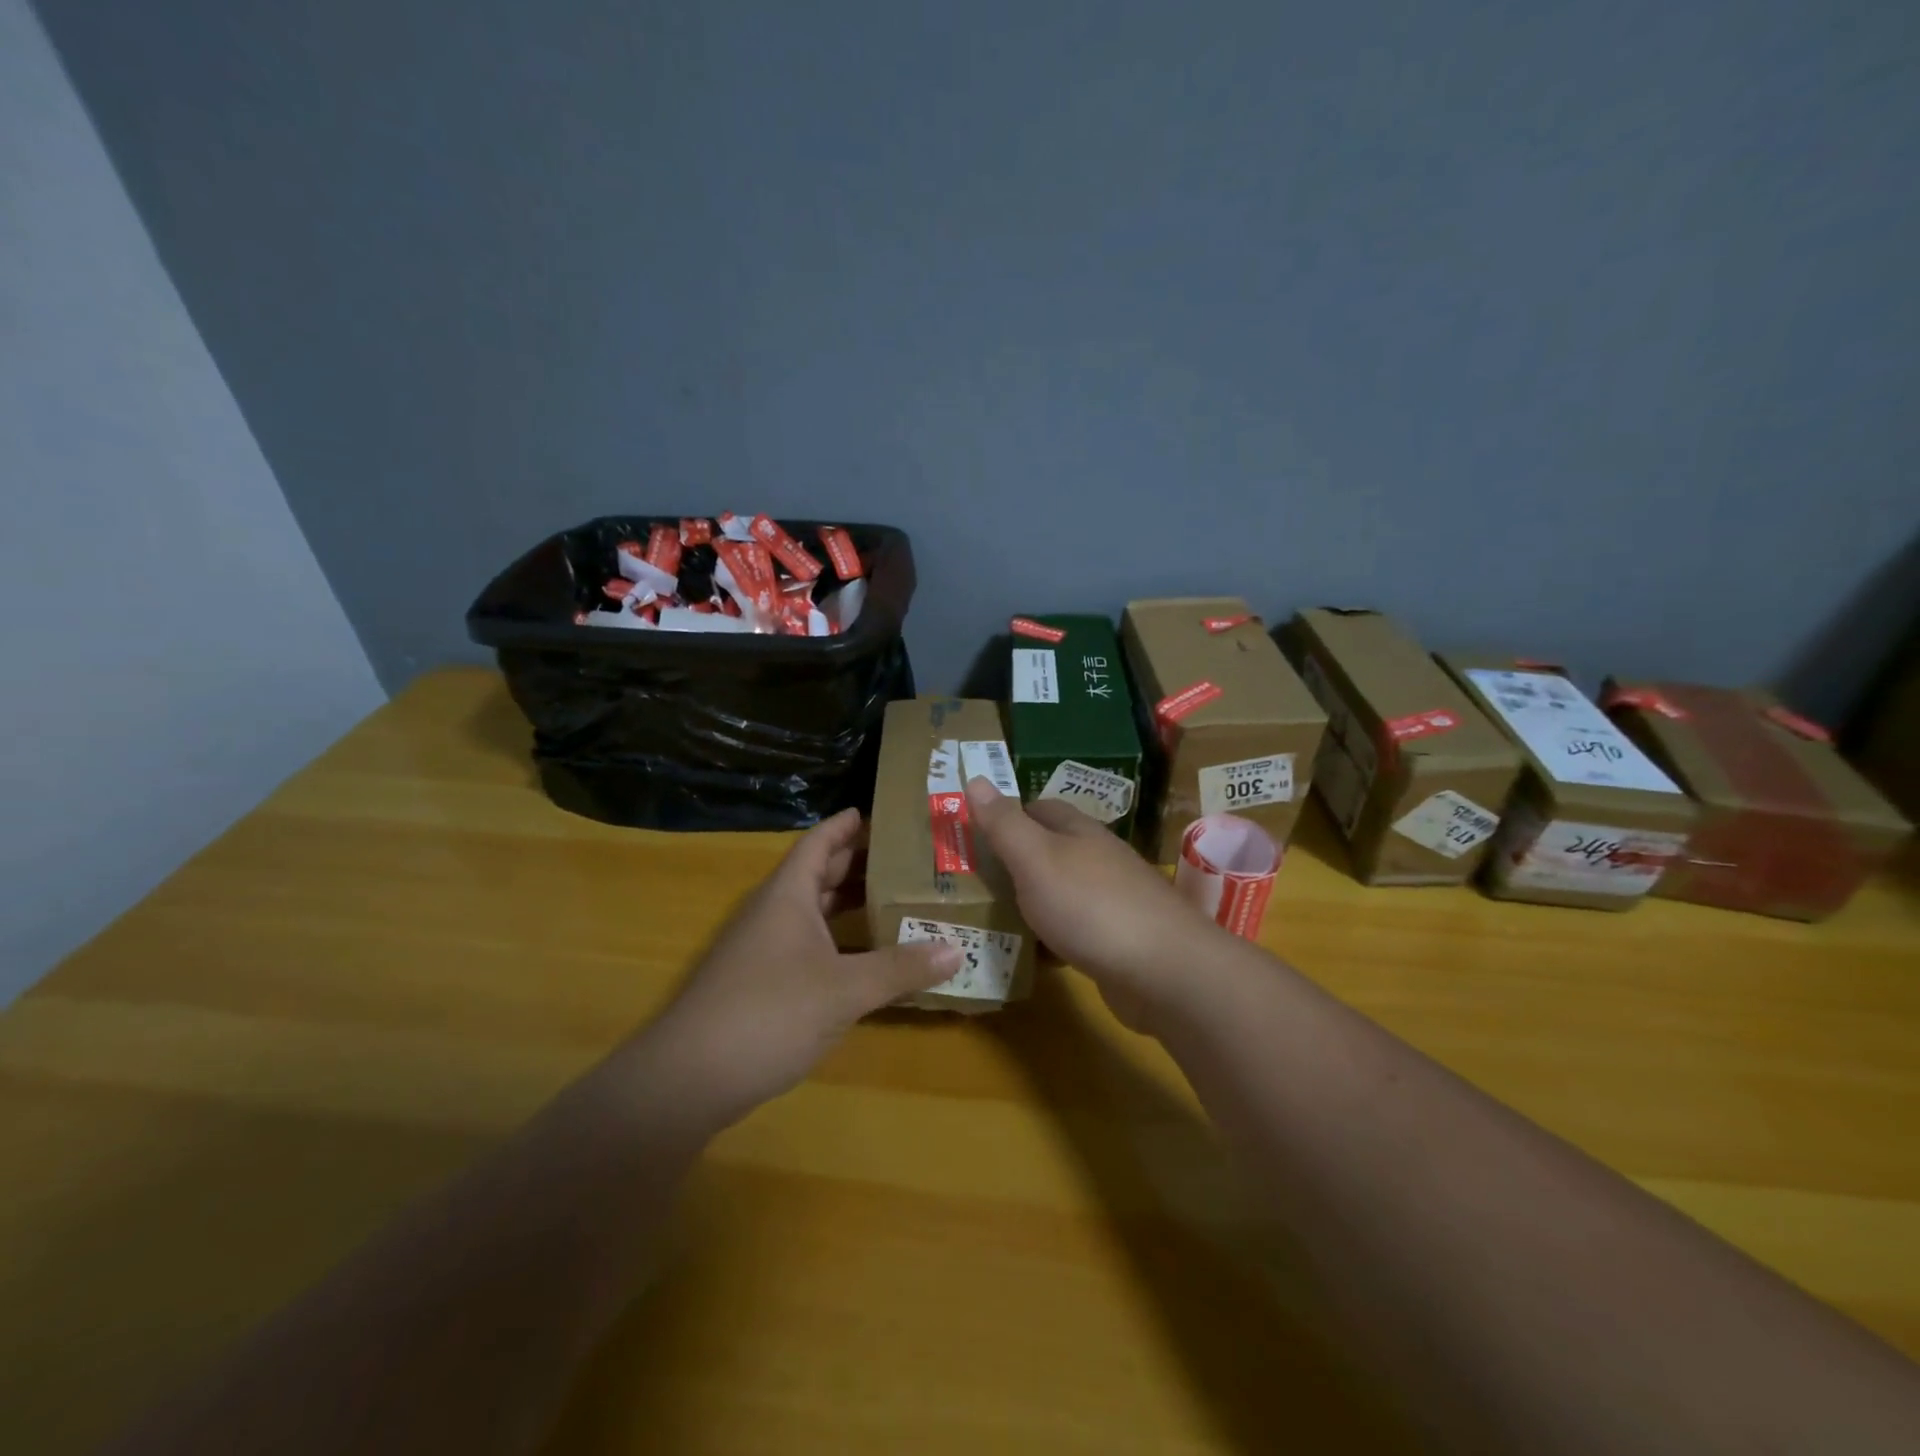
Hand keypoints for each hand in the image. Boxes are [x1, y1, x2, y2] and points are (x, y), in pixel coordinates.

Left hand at [637, 809, 961, 1121]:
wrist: (689, 1079)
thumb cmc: (769, 1013)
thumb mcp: (844, 989)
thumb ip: (900, 968)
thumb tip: (958, 950)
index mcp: (788, 895)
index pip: (820, 842)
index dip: (847, 825)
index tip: (881, 813)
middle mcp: (774, 913)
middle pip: (818, 873)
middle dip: (858, 862)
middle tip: (907, 856)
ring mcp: (764, 949)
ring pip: (813, 912)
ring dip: (849, 903)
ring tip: (897, 898)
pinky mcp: (762, 983)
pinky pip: (809, 945)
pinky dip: (839, 942)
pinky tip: (867, 957)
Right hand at [964, 778, 1219, 1031]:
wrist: (1164, 971)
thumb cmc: (1091, 906)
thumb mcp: (1036, 858)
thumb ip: (1004, 823)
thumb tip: (975, 778)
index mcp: (1079, 831)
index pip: (1038, 808)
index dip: (1006, 816)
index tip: (972, 835)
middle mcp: (1098, 858)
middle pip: (1050, 850)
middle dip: (1014, 862)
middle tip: (971, 881)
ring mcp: (1112, 900)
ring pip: (1061, 891)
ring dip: (1031, 901)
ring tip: (990, 918)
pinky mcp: (1118, 940)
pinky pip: (1074, 930)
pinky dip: (1051, 938)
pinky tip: (1033, 955)